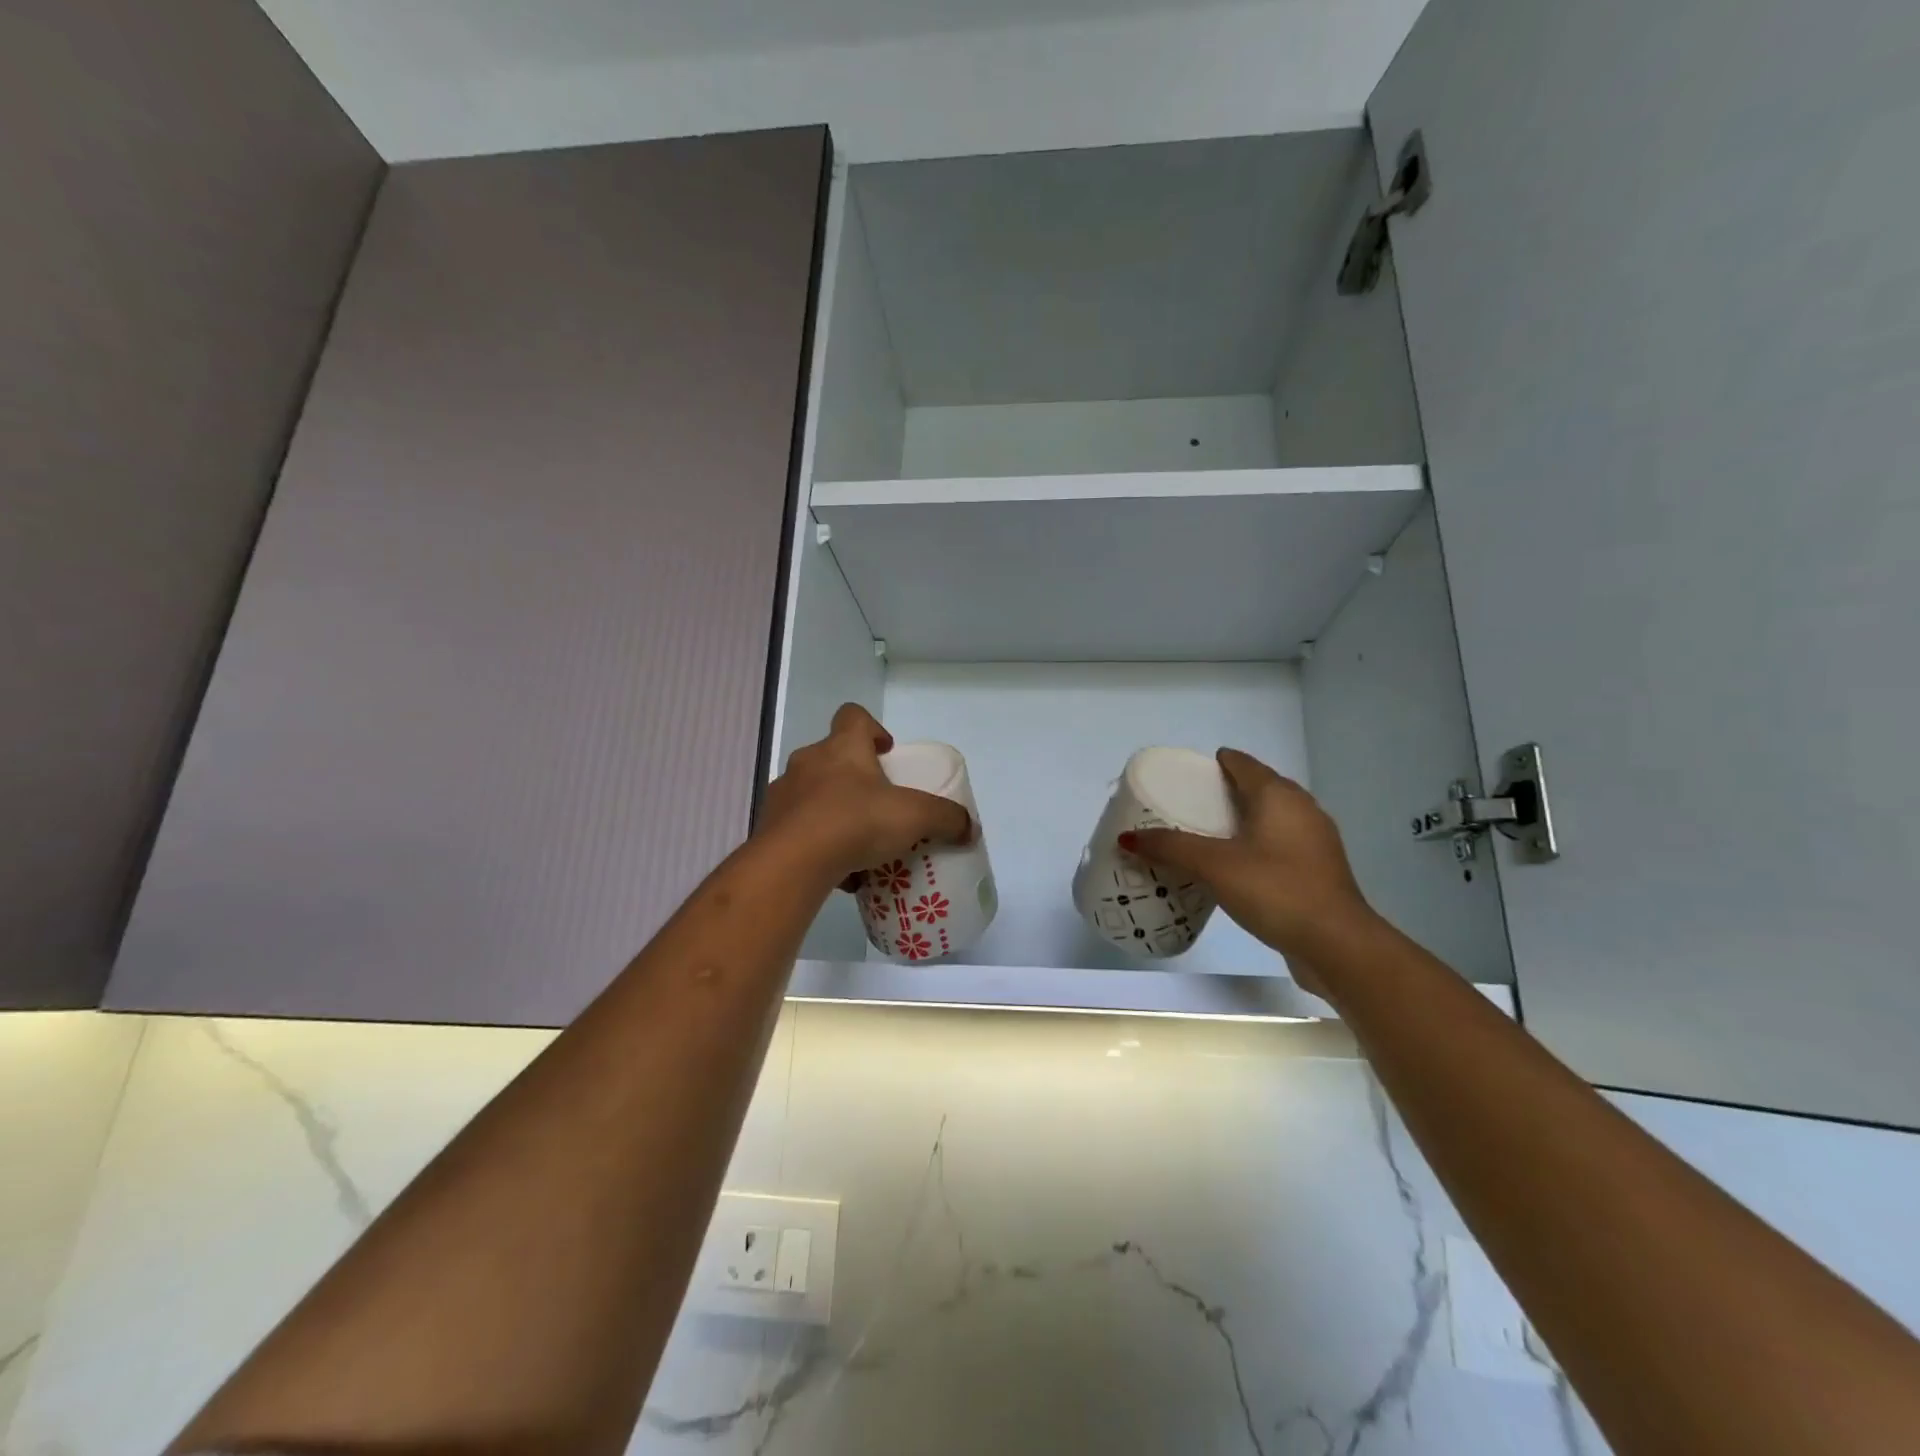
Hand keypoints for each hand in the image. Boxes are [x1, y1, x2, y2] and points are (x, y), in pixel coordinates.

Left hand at [759, 704, 972, 884]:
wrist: (792, 863)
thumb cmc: (856, 822)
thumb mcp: (914, 817)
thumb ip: (946, 819)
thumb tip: (970, 827)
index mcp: (843, 748)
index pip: (853, 716)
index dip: (871, 728)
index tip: (886, 751)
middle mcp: (808, 763)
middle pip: (832, 757)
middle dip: (855, 777)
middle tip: (878, 803)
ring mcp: (784, 795)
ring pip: (812, 794)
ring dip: (833, 810)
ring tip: (857, 842)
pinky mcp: (769, 828)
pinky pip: (798, 829)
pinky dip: (817, 843)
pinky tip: (838, 870)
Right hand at [1122, 749, 1378, 979]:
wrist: (1337, 945)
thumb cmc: (1275, 889)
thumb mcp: (1214, 866)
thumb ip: (1171, 848)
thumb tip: (1127, 838)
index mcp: (1279, 796)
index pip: (1243, 764)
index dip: (1217, 763)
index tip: (1190, 773)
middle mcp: (1302, 809)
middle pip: (1259, 788)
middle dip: (1226, 792)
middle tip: (1189, 805)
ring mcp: (1315, 842)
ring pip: (1272, 819)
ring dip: (1242, 821)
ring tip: (1207, 835)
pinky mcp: (1318, 871)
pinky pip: (1279, 845)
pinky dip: (1256, 846)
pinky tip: (1236, 866)